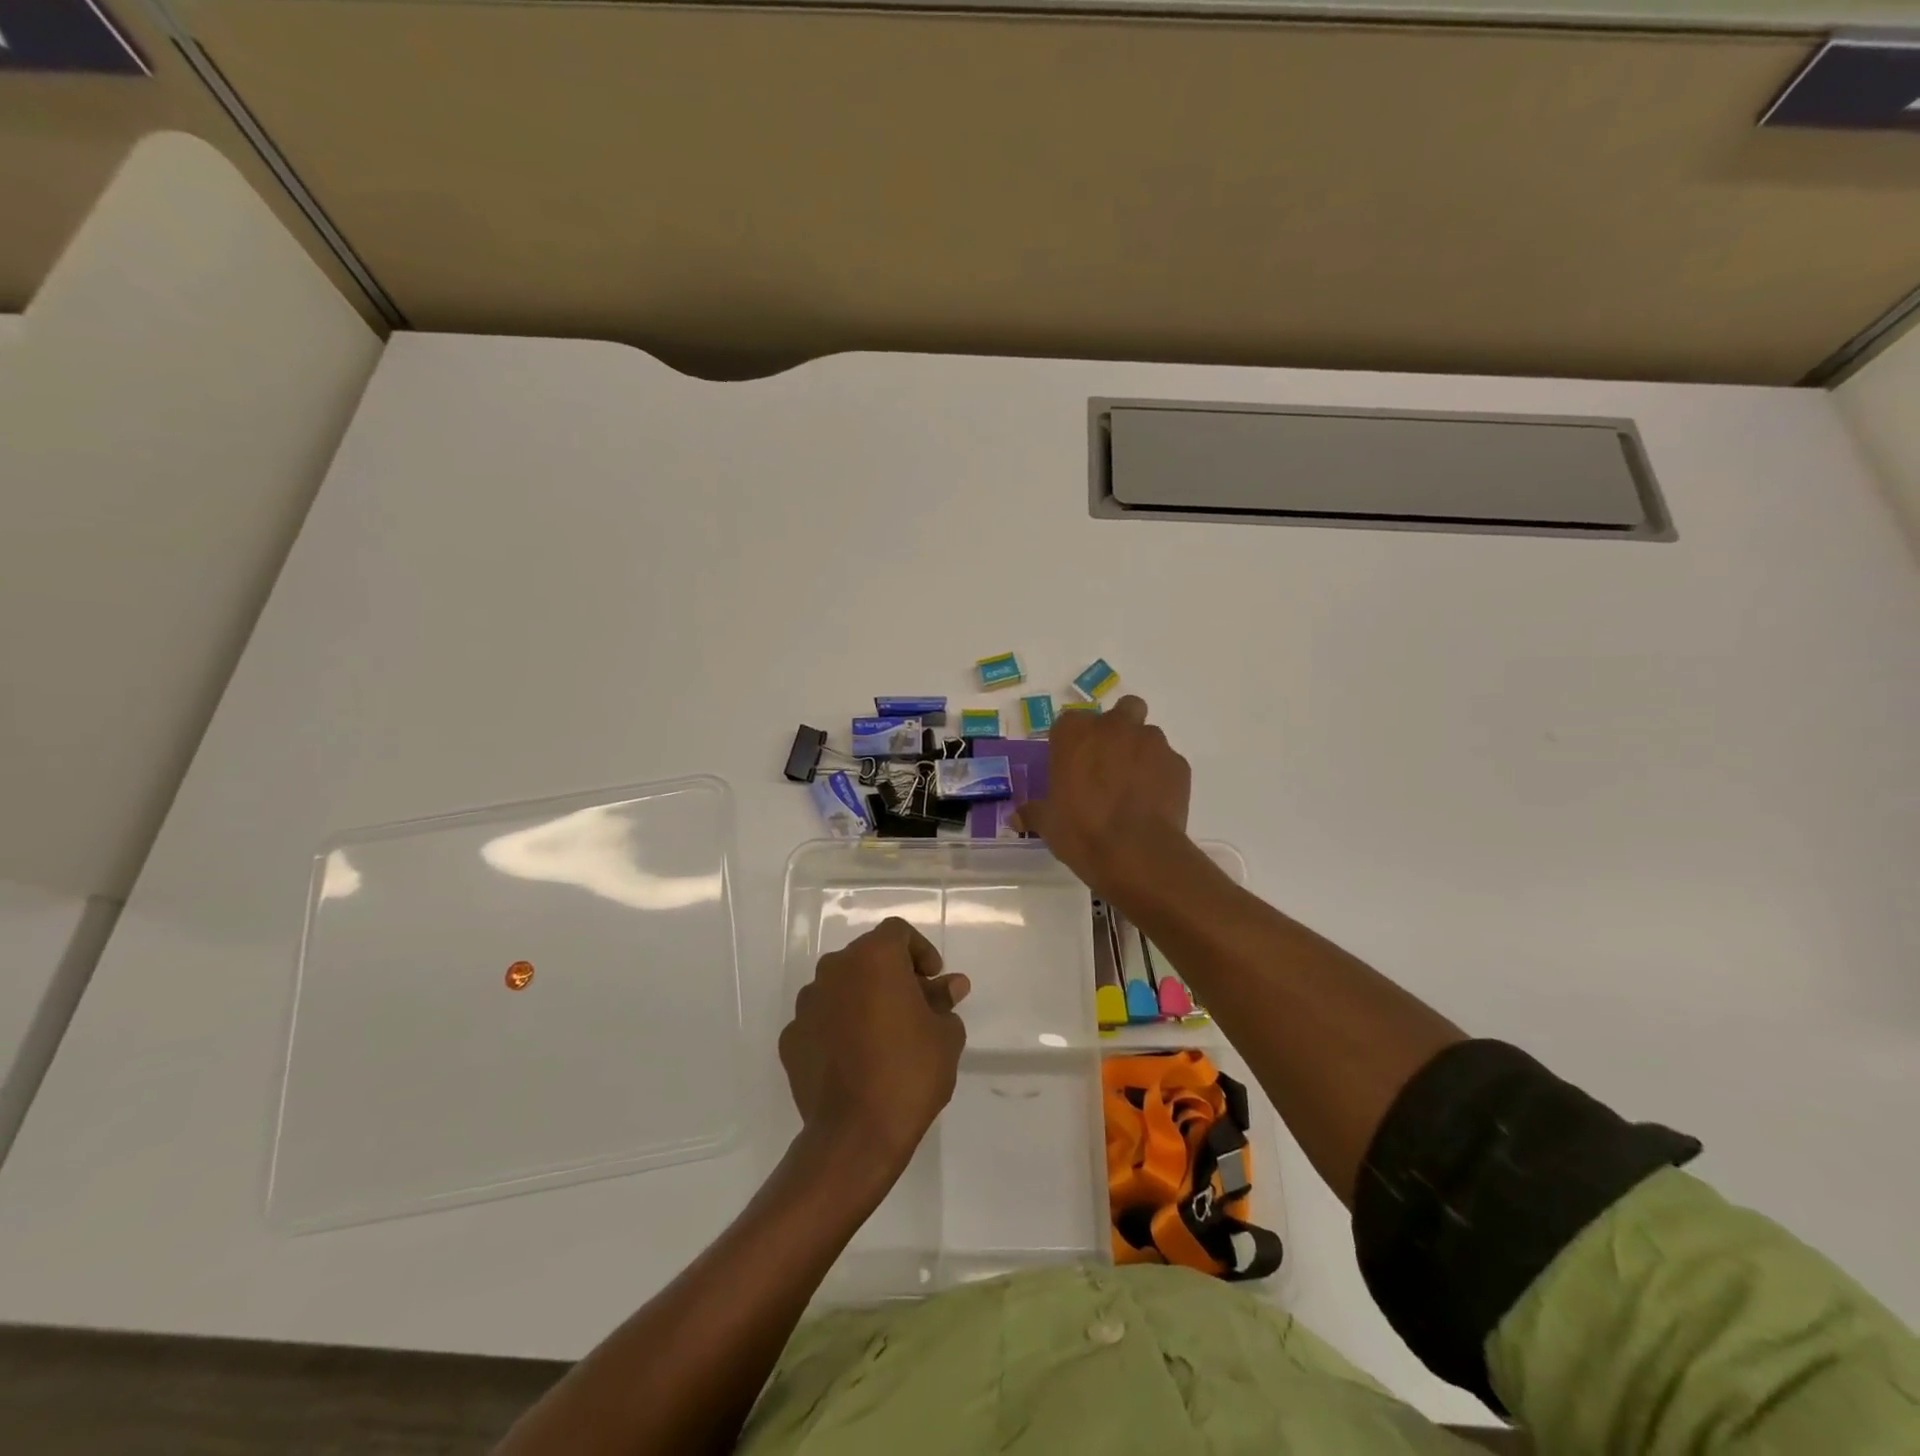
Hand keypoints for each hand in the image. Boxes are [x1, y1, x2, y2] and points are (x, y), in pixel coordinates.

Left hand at [779, 918, 969, 1180]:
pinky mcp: (791, 1038)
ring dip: (862, 998)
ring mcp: (807, 1004)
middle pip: (867, 957)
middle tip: (914, 1006)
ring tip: (883, 1035)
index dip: (919, 951)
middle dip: (892, 974)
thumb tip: (949, 986)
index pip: (897, 932)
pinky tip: (855, 1059)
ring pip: (840, 986)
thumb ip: (943, 1001)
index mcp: (874, 958)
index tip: (933, 980)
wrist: (854, 1135)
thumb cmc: (909, 1073)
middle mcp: (834, 969)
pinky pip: (821, 1020)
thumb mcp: (945, 1034)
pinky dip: (838, 1028)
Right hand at [1017, 695, 1192, 898]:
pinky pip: (1167, 763)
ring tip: (1134, 788)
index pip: (1070, 722)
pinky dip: (1161, 776)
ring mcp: (1151, 742)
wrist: (1136, 853)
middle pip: (1121, 710)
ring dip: (1141, 753)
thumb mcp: (1048, 823)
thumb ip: (1034, 812)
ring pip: (1148, 735)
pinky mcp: (1178, 764)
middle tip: (1109, 762)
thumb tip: (1015, 817)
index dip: (1072, 742)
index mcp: (1075, 733)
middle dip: (1118, 729)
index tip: (1071, 764)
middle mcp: (1115, 727)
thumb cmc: (1081, 831)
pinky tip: (1152, 803)